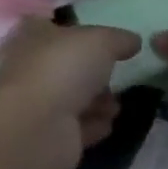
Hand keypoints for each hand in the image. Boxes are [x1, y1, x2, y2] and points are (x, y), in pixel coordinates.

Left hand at [0, 19, 136, 168]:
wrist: (35, 128)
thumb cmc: (63, 68)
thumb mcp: (100, 41)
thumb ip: (119, 39)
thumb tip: (134, 41)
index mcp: (36, 37)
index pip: (57, 29)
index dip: (81, 34)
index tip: (107, 43)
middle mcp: (33, 68)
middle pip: (68, 67)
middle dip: (94, 73)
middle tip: (118, 75)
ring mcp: (38, 105)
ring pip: (73, 99)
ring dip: (98, 101)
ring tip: (117, 105)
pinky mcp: (48, 139)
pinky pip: (76, 128)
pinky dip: (93, 125)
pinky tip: (109, 124)